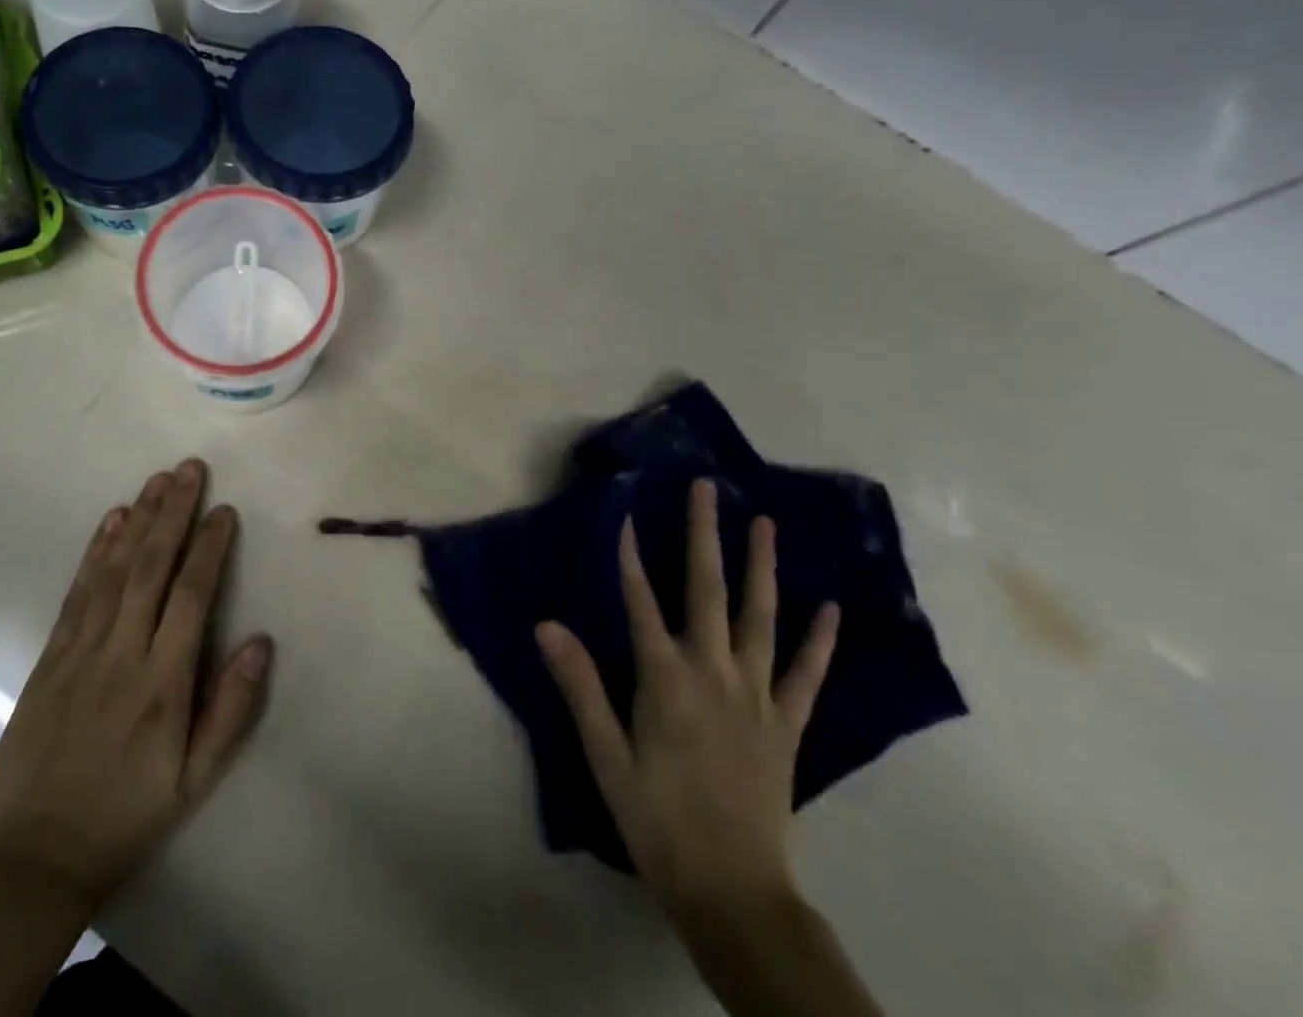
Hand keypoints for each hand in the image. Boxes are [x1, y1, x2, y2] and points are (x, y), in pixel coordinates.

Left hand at [0, 458, 273, 914]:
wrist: (35, 859)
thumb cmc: (128, 816)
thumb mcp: (195, 781)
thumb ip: (231, 710)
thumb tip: (261, 642)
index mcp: (162, 684)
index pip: (191, 597)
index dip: (209, 548)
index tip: (223, 509)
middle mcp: (122, 654)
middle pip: (150, 569)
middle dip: (172, 514)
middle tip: (189, 469)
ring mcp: (80, 652)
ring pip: (112, 571)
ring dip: (137, 520)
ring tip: (157, 480)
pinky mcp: (51, 657)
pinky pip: (77, 593)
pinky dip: (94, 553)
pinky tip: (110, 522)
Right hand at [537, 480, 838, 926]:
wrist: (733, 892)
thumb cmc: (657, 820)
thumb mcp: (606, 757)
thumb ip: (580, 686)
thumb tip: (547, 625)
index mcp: (666, 679)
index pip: (641, 601)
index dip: (631, 555)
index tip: (627, 512)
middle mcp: (714, 672)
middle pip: (706, 590)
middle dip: (703, 534)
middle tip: (706, 487)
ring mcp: (757, 695)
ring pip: (760, 617)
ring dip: (761, 567)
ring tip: (765, 523)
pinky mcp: (788, 724)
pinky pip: (808, 674)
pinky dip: (820, 640)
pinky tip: (832, 608)